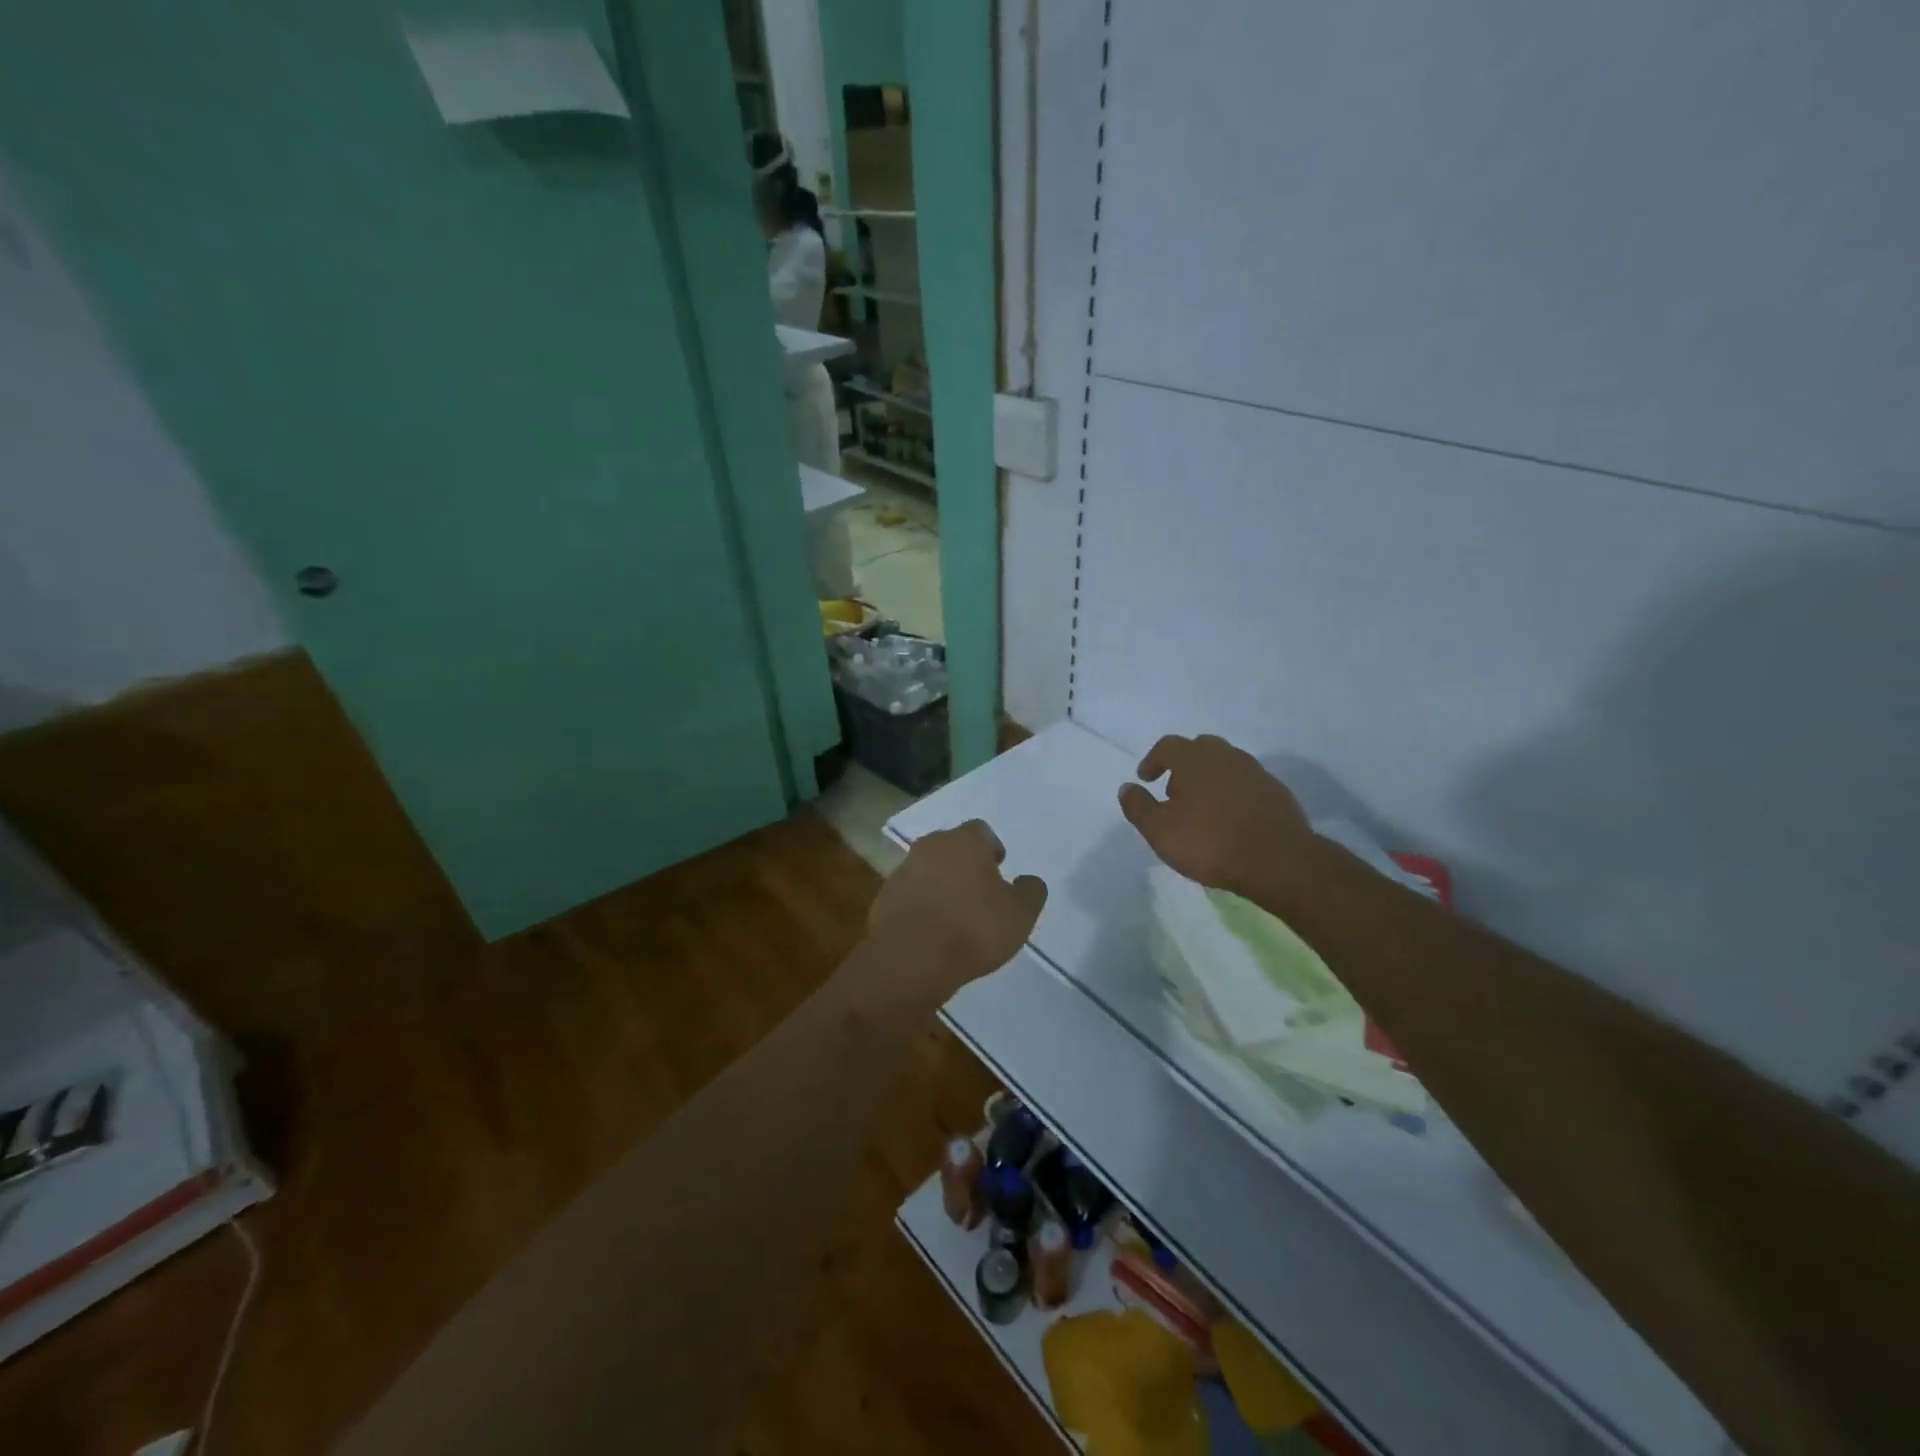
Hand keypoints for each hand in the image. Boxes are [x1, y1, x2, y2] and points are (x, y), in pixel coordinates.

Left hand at [868, 820, 1047, 991]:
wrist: (911, 959)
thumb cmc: (973, 928)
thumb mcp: (1020, 914)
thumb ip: (1030, 892)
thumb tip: (1028, 881)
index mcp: (964, 842)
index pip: (981, 831)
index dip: (991, 848)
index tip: (999, 869)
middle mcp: (930, 847)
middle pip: (950, 847)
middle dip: (963, 864)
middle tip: (978, 891)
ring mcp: (902, 871)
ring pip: (927, 870)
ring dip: (939, 885)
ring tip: (954, 915)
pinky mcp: (883, 899)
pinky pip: (908, 896)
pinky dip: (920, 906)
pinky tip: (930, 932)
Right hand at [1118, 734, 1311, 895]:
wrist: (1277, 860)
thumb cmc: (1209, 842)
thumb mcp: (1159, 830)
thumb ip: (1138, 806)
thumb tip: (1127, 787)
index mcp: (1194, 759)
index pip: (1168, 746)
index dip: (1153, 760)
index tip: (1146, 779)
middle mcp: (1226, 756)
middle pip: (1200, 748)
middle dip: (1184, 765)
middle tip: (1175, 791)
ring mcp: (1255, 772)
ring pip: (1226, 764)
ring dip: (1210, 778)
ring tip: (1202, 807)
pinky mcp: (1277, 792)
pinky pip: (1247, 783)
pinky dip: (1233, 793)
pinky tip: (1231, 818)